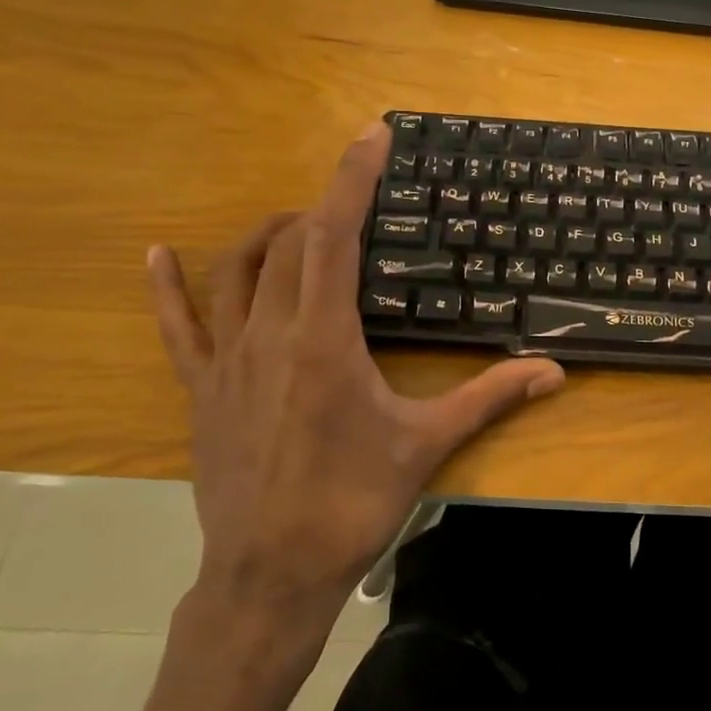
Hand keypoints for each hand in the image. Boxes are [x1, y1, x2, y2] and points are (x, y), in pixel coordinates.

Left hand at [147, 123, 565, 632]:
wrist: (272, 574)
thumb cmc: (351, 503)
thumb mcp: (426, 444)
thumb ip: (490, 397)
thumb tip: (554, 372)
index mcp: (325, 339)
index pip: (335, 235)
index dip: (352, 179)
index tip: (370, 136)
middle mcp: (270, 333)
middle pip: (291, 244)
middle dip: (325, 212)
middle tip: (360, 212)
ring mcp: (227, 358)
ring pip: (237, 270)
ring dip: (270, 235)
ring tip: (300, 226)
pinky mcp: (201, 388)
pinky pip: (176, 325)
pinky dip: (167, 286)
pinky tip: (156, 254)